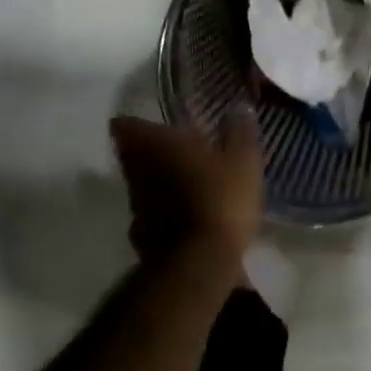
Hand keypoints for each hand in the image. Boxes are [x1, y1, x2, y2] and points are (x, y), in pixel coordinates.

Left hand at [109, 112, 262, 271]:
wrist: (199, 264)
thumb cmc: (220, 198)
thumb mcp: (243, 160)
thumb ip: (239, 131)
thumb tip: (238, 107)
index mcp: (158, 146)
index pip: (127, 125)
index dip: (133, 122)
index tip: (147, 123)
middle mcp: (139, 172)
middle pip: (130, 156)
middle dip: (145, 151)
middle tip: (169, 149)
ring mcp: (137, 207)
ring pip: (140, 186)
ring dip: (155, 182)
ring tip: (180, 182)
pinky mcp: (142, 238)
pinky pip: (150, 216)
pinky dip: (161, 213)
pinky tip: (182, 216)